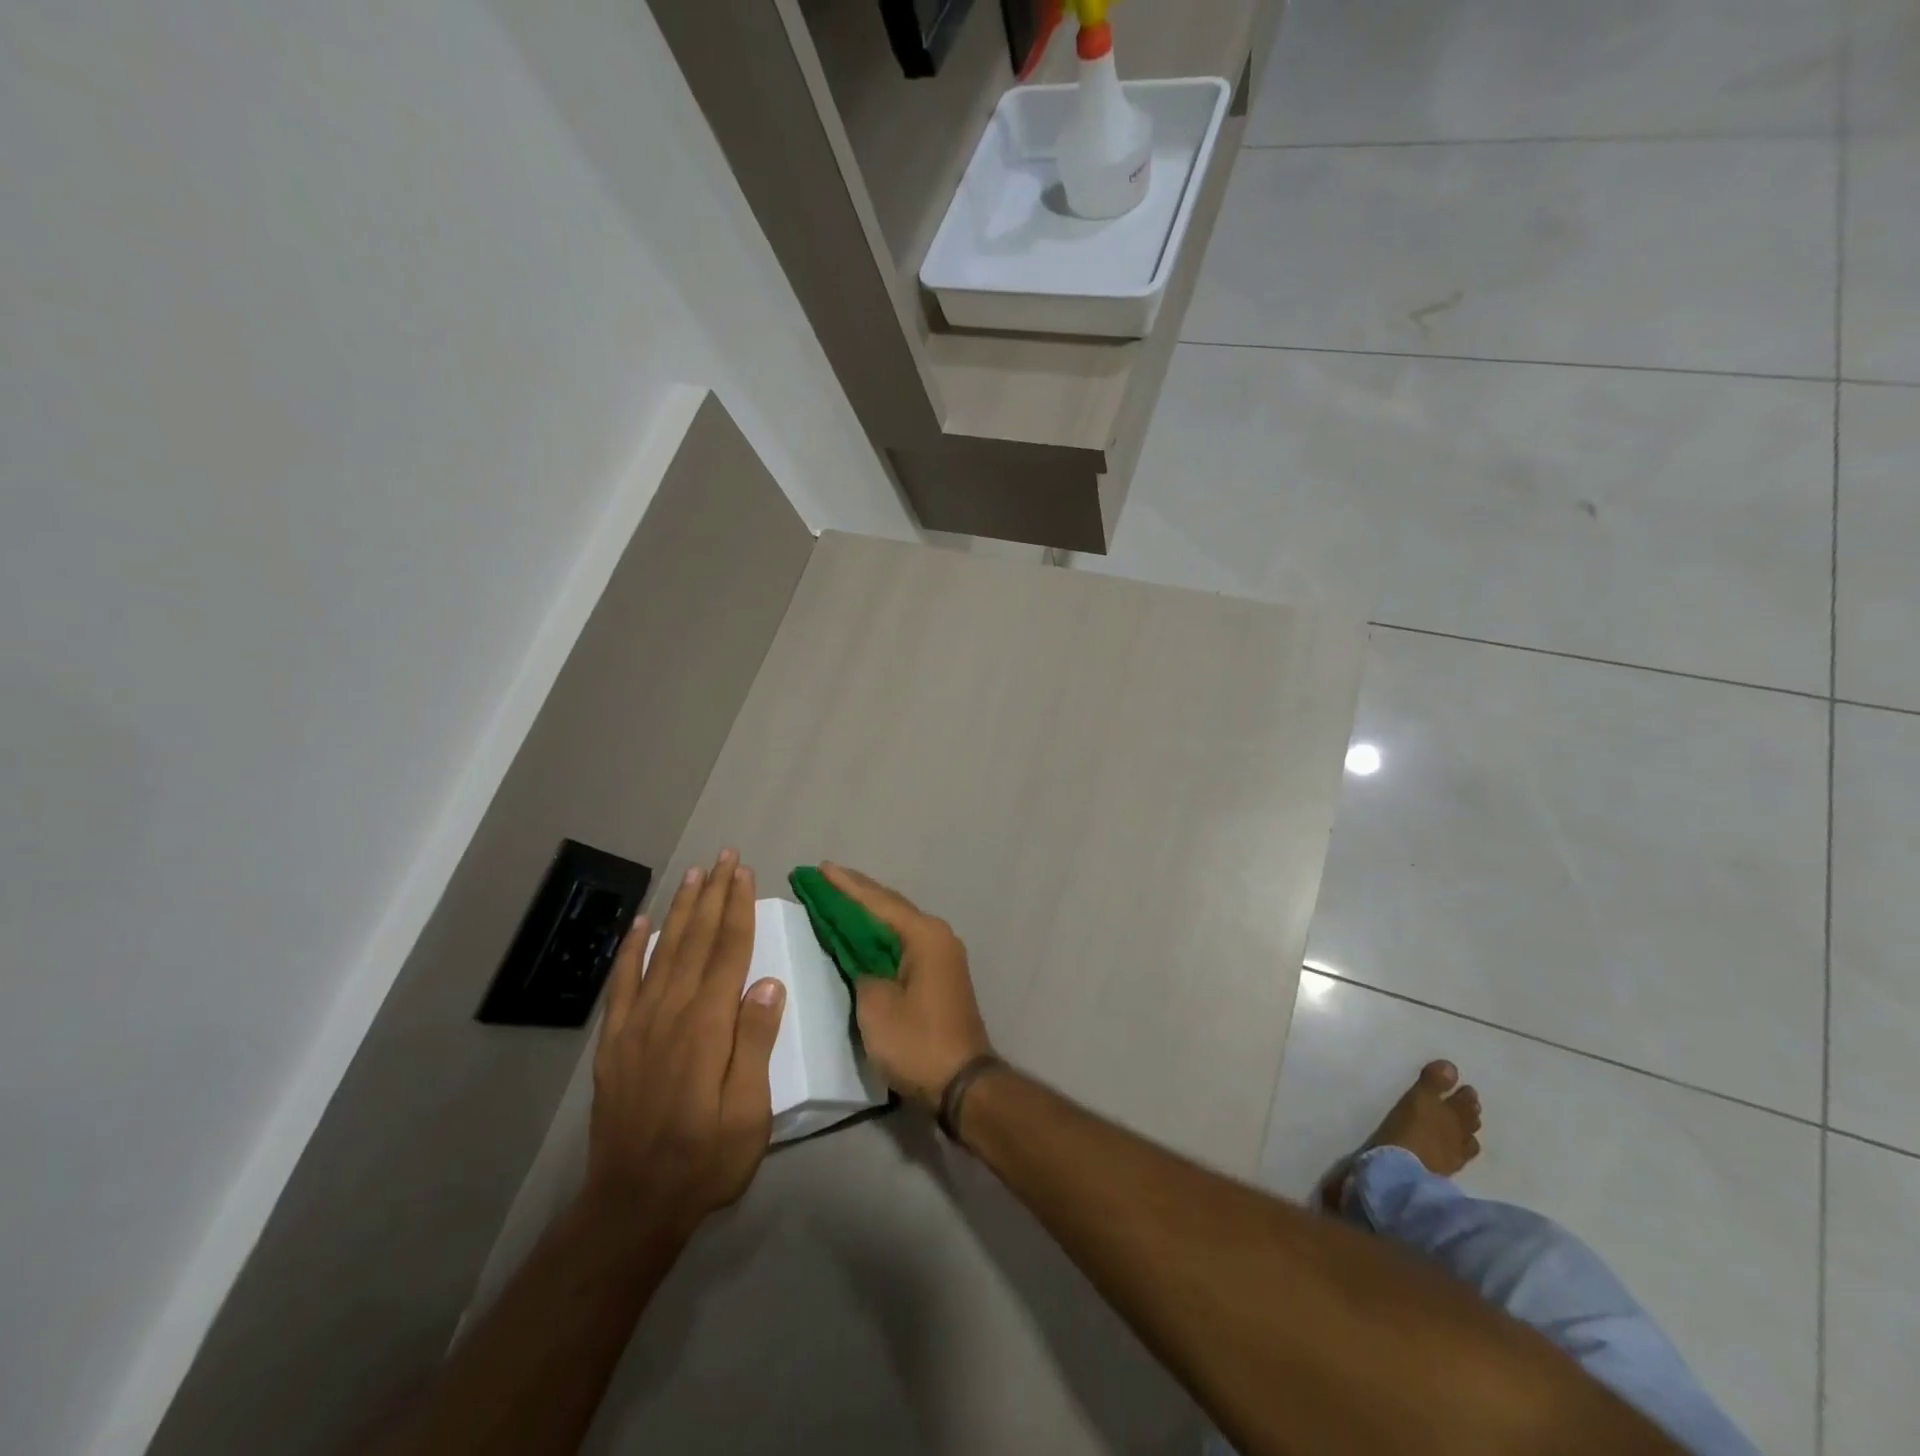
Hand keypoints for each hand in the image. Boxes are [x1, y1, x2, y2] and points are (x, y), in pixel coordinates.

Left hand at [585, 850, 785, 1242]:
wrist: (633, 1204)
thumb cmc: (706, 1159)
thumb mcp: (749, 1111)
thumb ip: (755, 1042)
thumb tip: (768, 982)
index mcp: (707, 1026)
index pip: (728, 953)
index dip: (737, 909)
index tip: (744, 873)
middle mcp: (670, 1013)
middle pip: (696, 941)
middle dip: (712, 895)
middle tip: (723, 857)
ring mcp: (637, 1025)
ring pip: (663, 952)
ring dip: (680, 910)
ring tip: (693, 875)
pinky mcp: (615, 1042)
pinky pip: (623, 984)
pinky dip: (632, 949)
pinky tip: (643, 924)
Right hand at [823, 864, 992, 1109]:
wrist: (963, 1083)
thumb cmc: (917, 1042)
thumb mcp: (875, 1005)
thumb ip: (860, 969)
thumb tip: (859, 956)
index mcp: (923, 935)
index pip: (877, 901)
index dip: (844, 886)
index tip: (819, 868)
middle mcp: (936, 935)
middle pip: (889, 905)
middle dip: (855, 892)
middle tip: (822, 876)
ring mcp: (941, 954)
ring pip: (897, 922)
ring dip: (867, 910)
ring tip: (836, 895)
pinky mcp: (938, 973)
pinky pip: (902, 940)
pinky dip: (879, 933)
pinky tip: (861, 931)